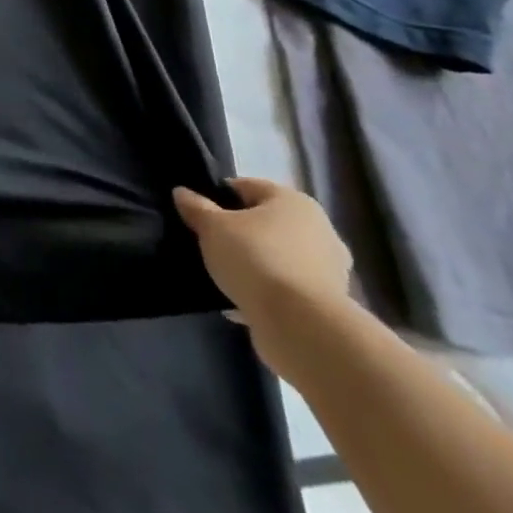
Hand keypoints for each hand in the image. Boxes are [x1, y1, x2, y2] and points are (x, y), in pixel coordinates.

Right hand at [172, 176, 352, 369]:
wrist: (301, 325)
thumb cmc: (256, 258)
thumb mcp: (212, 227)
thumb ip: (196, 207)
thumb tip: (182, 193)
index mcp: (294, 202)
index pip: (247, 187)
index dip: (219, 196)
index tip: (199, 213)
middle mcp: (319, 229)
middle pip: (266, 222)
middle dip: (240, 231)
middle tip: (211, 243)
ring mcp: (330, 269)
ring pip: (278, 255)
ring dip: (255, 262)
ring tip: (225, 274)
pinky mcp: (329, 303)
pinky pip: (287, 286)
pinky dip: (267, 290)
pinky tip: (241, 300)